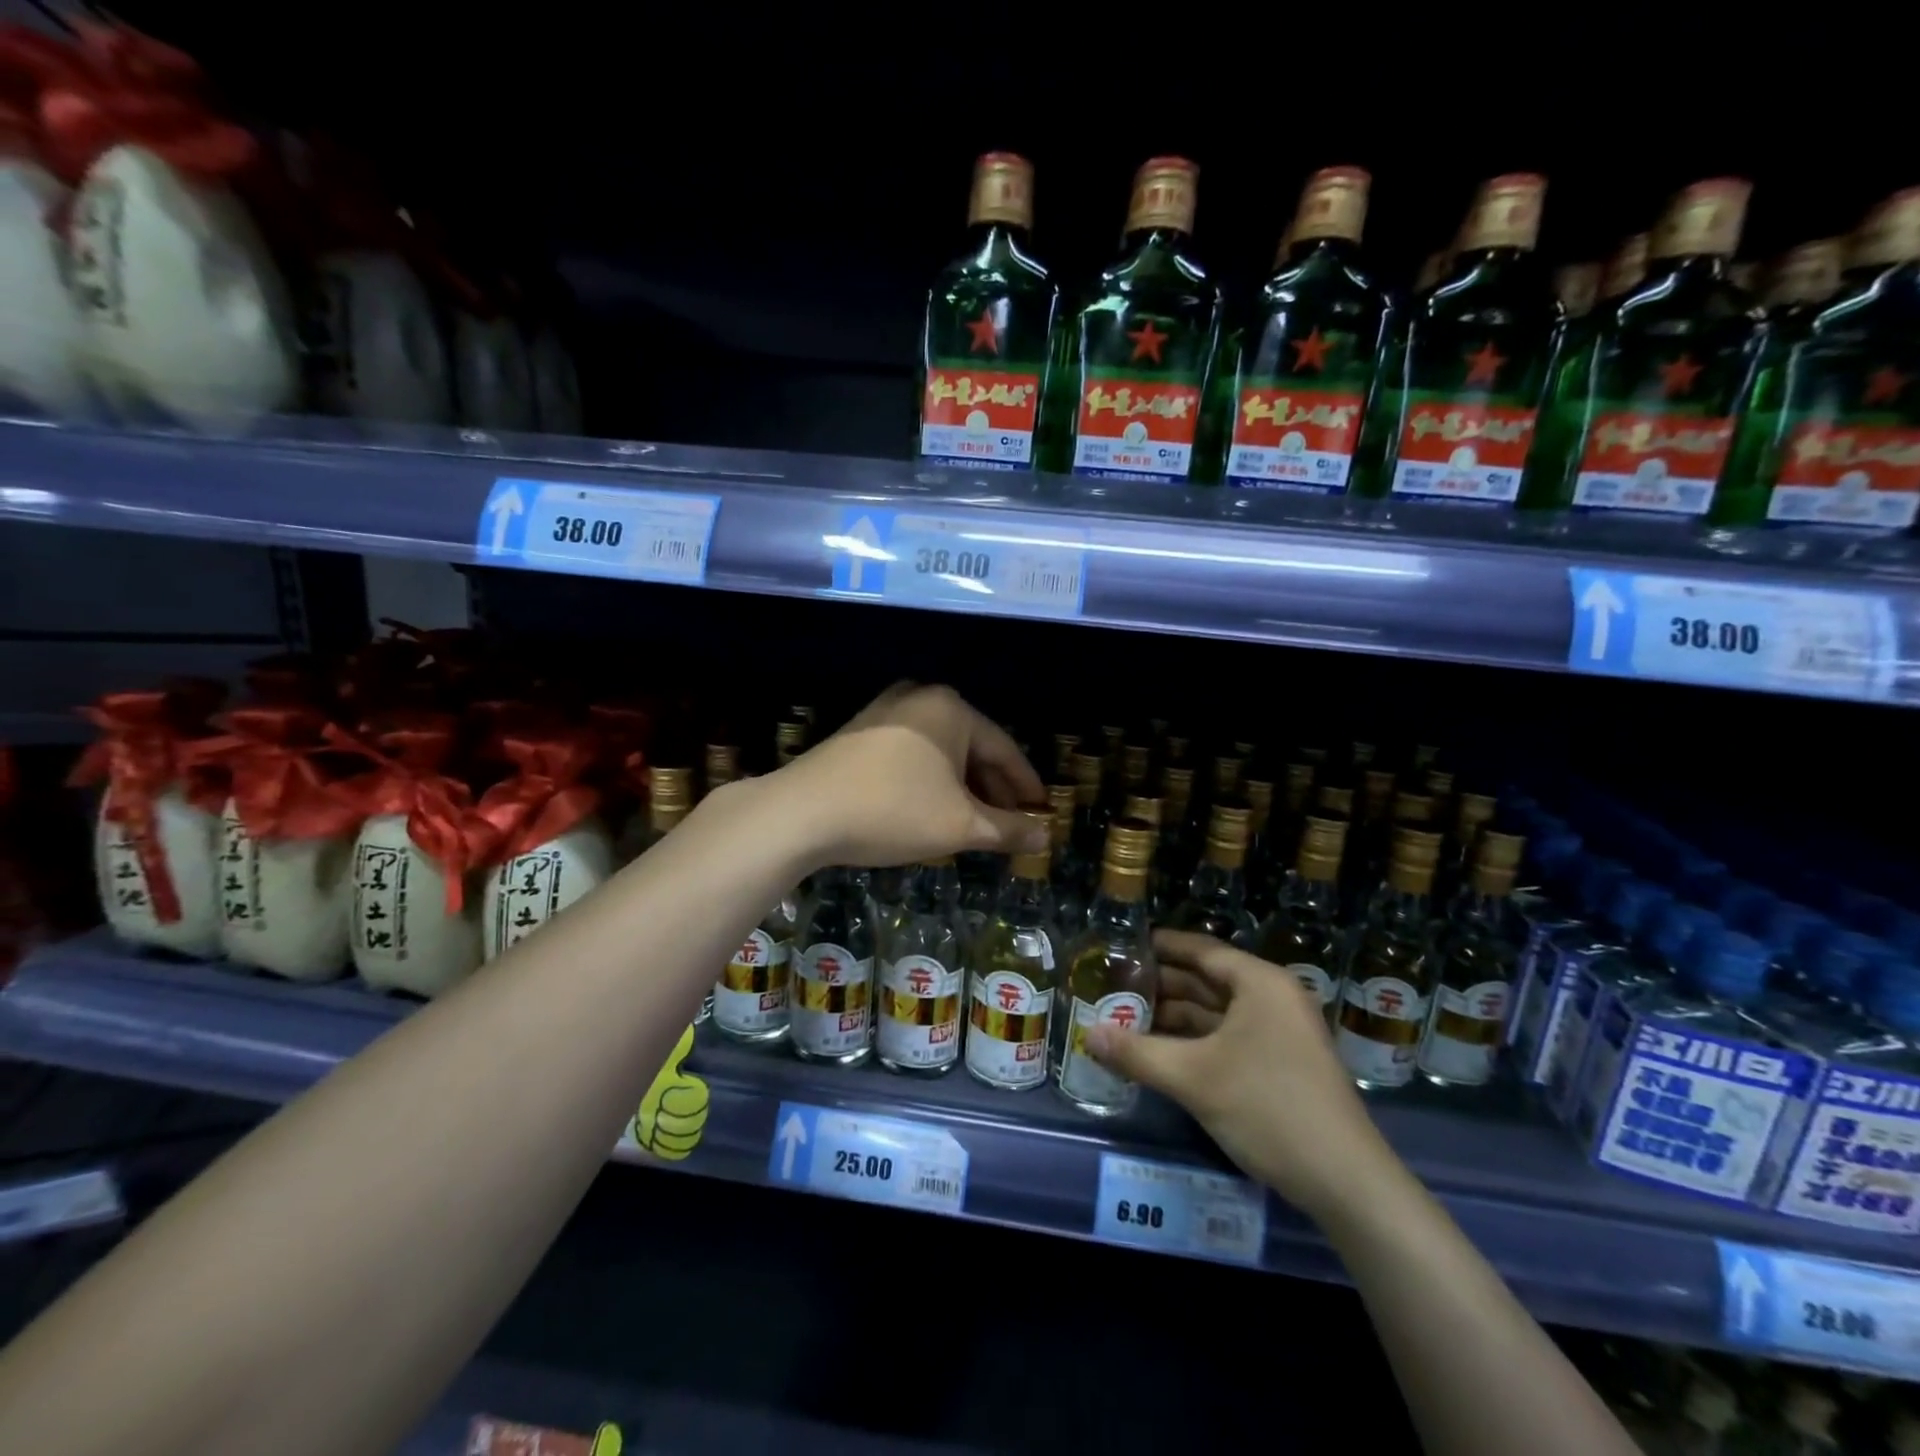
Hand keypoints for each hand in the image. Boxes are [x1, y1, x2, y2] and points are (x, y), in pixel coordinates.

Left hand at [774, 683, 1047, 867]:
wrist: (802, 812)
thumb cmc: (893, 811)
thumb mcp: (959, 825)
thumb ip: (1008, 829)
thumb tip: (1046, 836)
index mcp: (952, 709)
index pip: (1005, 750)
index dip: (1026, 786)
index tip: (1041, 812)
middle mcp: (921, 697)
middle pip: (972, 748)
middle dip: (992, 789)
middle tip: (1009, 824)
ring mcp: (886, 711)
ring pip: (941, 752)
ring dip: (962, 787)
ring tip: (974, 823)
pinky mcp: (861, 731)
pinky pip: (913, 753)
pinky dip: (931, 780)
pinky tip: (933, 808)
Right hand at [1086, 929, 1400, 1223]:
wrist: (1346, 1182)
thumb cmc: (1268, 1108)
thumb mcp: (1194, 1078)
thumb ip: (1137, 1053)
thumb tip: (1086, 1035)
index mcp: (1260, 983)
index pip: (1201, 950)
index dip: (1161, 945)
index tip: (1123, 945)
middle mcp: (1273, 998)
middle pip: (1207, 980)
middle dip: (1161, 985)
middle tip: (1114, 986)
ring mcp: (1281, 1032)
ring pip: (1217, 1012)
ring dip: (1175, 1016)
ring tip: (1127, 1018)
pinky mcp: (1283, 1064)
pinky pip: (1229, 1037)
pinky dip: (1196, 1040)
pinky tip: (1162, 1051)